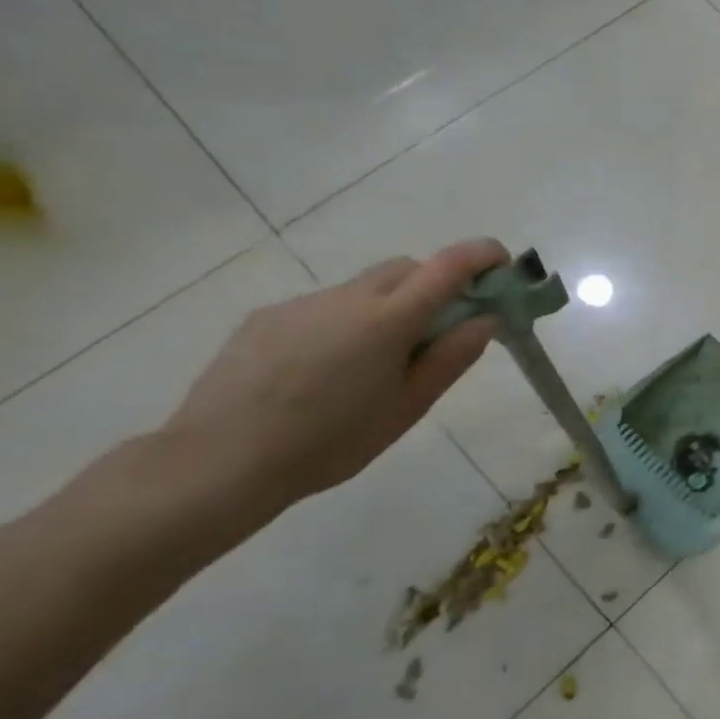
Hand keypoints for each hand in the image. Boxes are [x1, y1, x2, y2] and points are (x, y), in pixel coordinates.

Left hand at [164, 239, 507, 513]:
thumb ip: (452, 357)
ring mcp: (302, 304)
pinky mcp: (266, 318)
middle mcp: (348, 298)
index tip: (502, 265)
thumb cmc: (331, 442)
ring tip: (373, 364)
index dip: (482, 255)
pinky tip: (324, 371)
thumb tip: (486, 319)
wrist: (217, 463)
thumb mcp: (408, 406)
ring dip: (388, 307)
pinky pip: (324, 306)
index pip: (449, 265)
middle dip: (435, 284)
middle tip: (440, 330)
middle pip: (407, 268)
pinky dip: (344, 323)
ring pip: (364, 288)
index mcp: (389, 319)